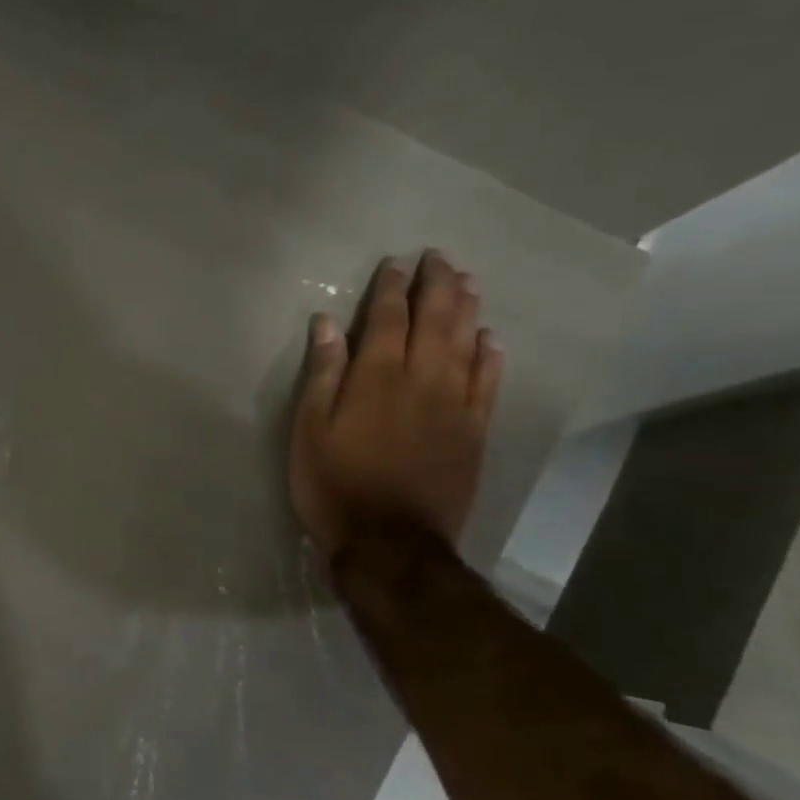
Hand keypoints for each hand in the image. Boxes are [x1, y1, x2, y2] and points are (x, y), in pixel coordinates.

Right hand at [291, 250, 502, 559]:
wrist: (390, 541)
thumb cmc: (333, 483)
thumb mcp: (309, 429)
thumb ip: (323, 373)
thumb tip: (329, 324)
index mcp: (377, 377)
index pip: (388, 318)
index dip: (391, 288)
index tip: (395, 263)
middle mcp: (422, 380)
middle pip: (435, 321)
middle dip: (437, 286)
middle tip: (439, 257)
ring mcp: (455, 405)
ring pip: (467, 343)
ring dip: (467, 309)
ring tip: (468, 281)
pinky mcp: (474, 431)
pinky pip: (489, 382)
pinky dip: (491, 356)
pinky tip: (491, 339)